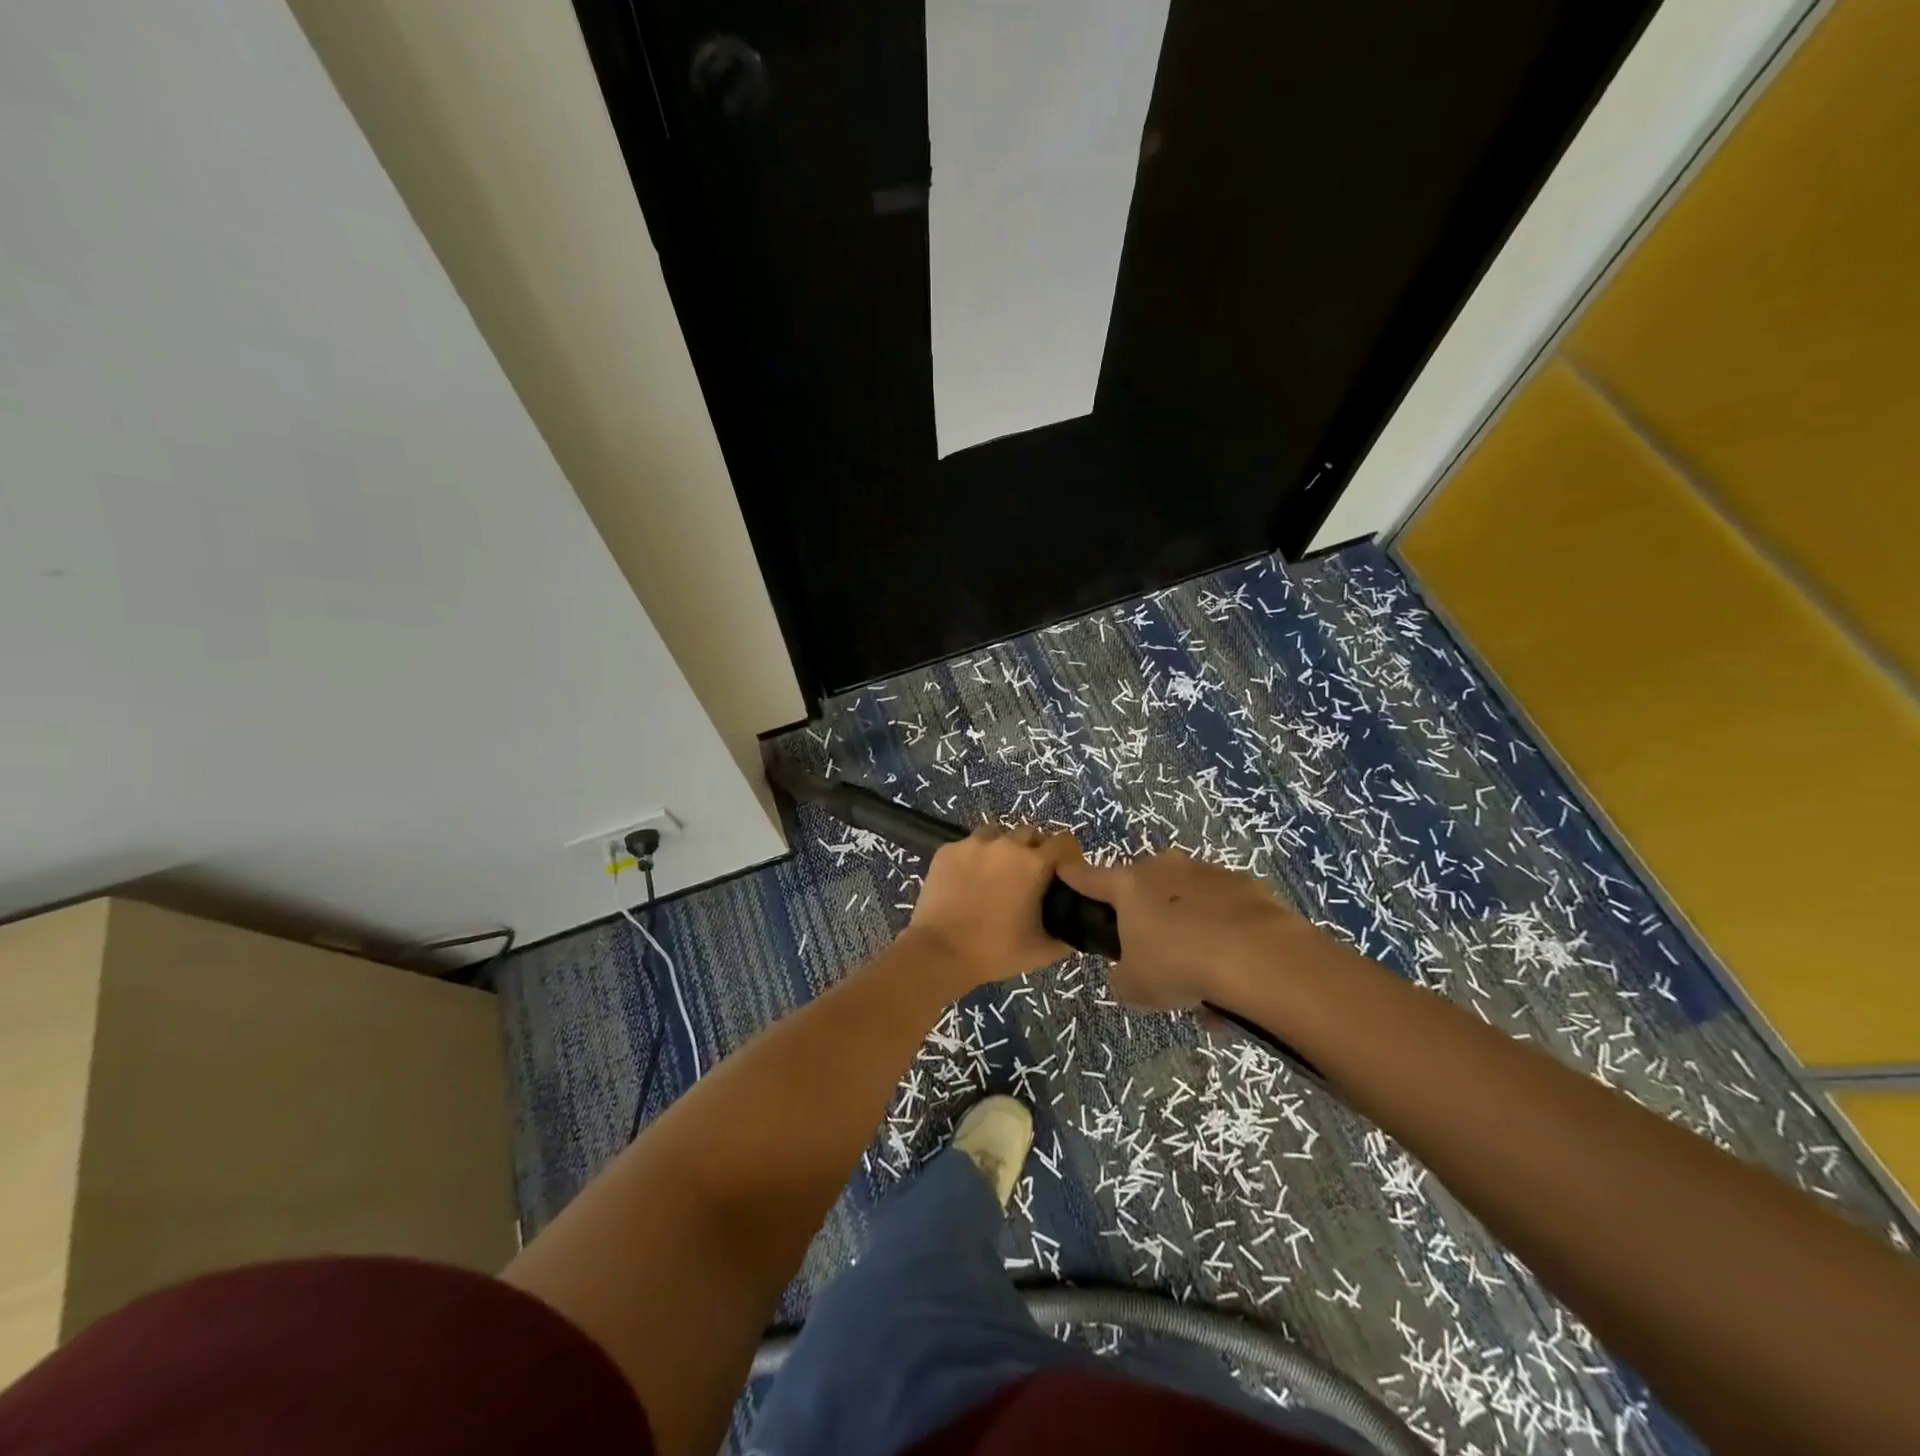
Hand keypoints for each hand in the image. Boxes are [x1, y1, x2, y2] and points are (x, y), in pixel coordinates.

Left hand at [906, 824, 1078, 988]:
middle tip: (1029, 877)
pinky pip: (969, 845)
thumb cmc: (996, 951)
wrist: (940, 952)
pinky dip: (974, 857)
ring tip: (997, 874)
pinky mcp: (947, 850)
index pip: (1064, 841)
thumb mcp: (1043, 950)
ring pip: (998, 834)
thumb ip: (1068, 934)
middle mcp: (1006, 845)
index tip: (1063, 871)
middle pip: (1031, 834)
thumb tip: (1076, 925)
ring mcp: (973, 844)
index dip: (1068, 854)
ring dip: (1004, 849)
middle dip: (1035, 850)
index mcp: (1034, 864)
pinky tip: (968, 880)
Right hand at [1053, 849, 1305, 1009]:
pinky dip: (1224, 933)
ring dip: (1189, 927)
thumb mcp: (1136, 987)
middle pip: (1144, 887)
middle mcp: (1165, 869)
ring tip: (1204, 977)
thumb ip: (1122, 978)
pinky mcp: (1246, 886)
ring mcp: (1208, 873)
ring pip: (1188, 900)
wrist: (1258, 957)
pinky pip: (1224, 910)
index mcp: (1128, 886)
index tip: (1064, 871)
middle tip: (1155, 953)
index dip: (1074, 877)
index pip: (1089, 877)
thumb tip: (1127, 975)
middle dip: (1145, 914)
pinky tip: (1235, 971)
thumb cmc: (1179, 965)